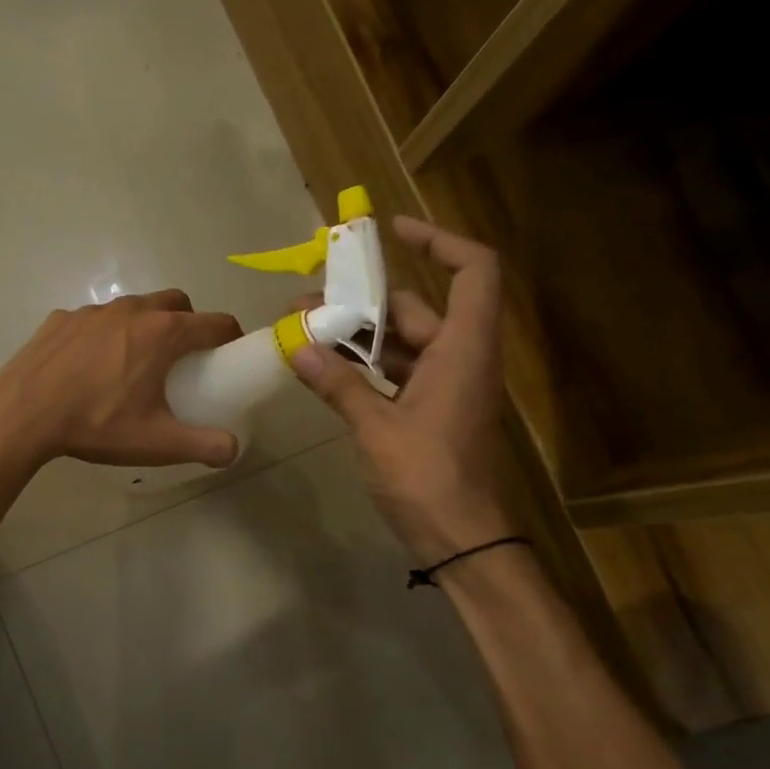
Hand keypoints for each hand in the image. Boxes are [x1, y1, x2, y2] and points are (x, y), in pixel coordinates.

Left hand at [0, 290, 243, 471]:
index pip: (214, 323)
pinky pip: (95, 320)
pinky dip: (105, 334)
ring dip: (146, 325)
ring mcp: (93, 311)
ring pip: (134, 307)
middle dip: (189, 323)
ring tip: (135, 362)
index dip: (230, 337)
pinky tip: (90, 366)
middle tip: (183, 358)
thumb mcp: (158, 443)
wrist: (23, 413)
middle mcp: (133, 311)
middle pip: (176, 303)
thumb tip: (232, 450)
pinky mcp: (62, 319)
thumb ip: (204, 446)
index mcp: (164, 334)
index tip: (230, 354)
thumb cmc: (97, 424)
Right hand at [291, 215, 513, 559]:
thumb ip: (338, 384)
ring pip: (401, 343)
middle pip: (416, 308)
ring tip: (304, 334)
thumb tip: (297, 346)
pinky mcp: (432, 411)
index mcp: (463, 349)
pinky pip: (397, 373)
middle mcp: (460, 358)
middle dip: (362, 302)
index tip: (392, 231)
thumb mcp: (376, 427)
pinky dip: (364, 368)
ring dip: (357, 337)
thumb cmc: (427, 476)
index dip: (439, 240)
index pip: (473, 270)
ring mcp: (446, 386)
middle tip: (307, 302)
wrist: (461, 537)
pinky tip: (325, 370)